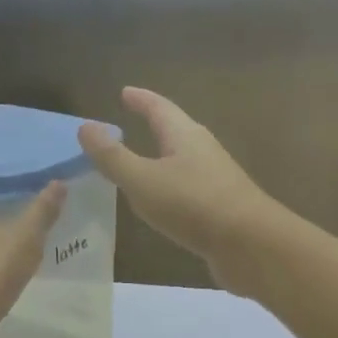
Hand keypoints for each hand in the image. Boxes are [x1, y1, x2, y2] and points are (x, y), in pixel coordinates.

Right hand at [78, 87, 284, 293]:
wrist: (251, 245)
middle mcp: (203, 151)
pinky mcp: (220, 207)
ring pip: (182, 160)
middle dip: (153, 124)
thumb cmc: (193, 205)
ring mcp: (215, 180)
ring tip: (140, 161)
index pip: (159, 108)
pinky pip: (187, 188)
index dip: (140, 99)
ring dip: (161, 156)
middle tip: (131, 120)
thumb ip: (112, 156)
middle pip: (175, 130)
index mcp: (185, 136)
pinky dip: (169, 186)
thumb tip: (86, 126)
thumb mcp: (142, 180)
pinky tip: (161, 202)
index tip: (125, 92)